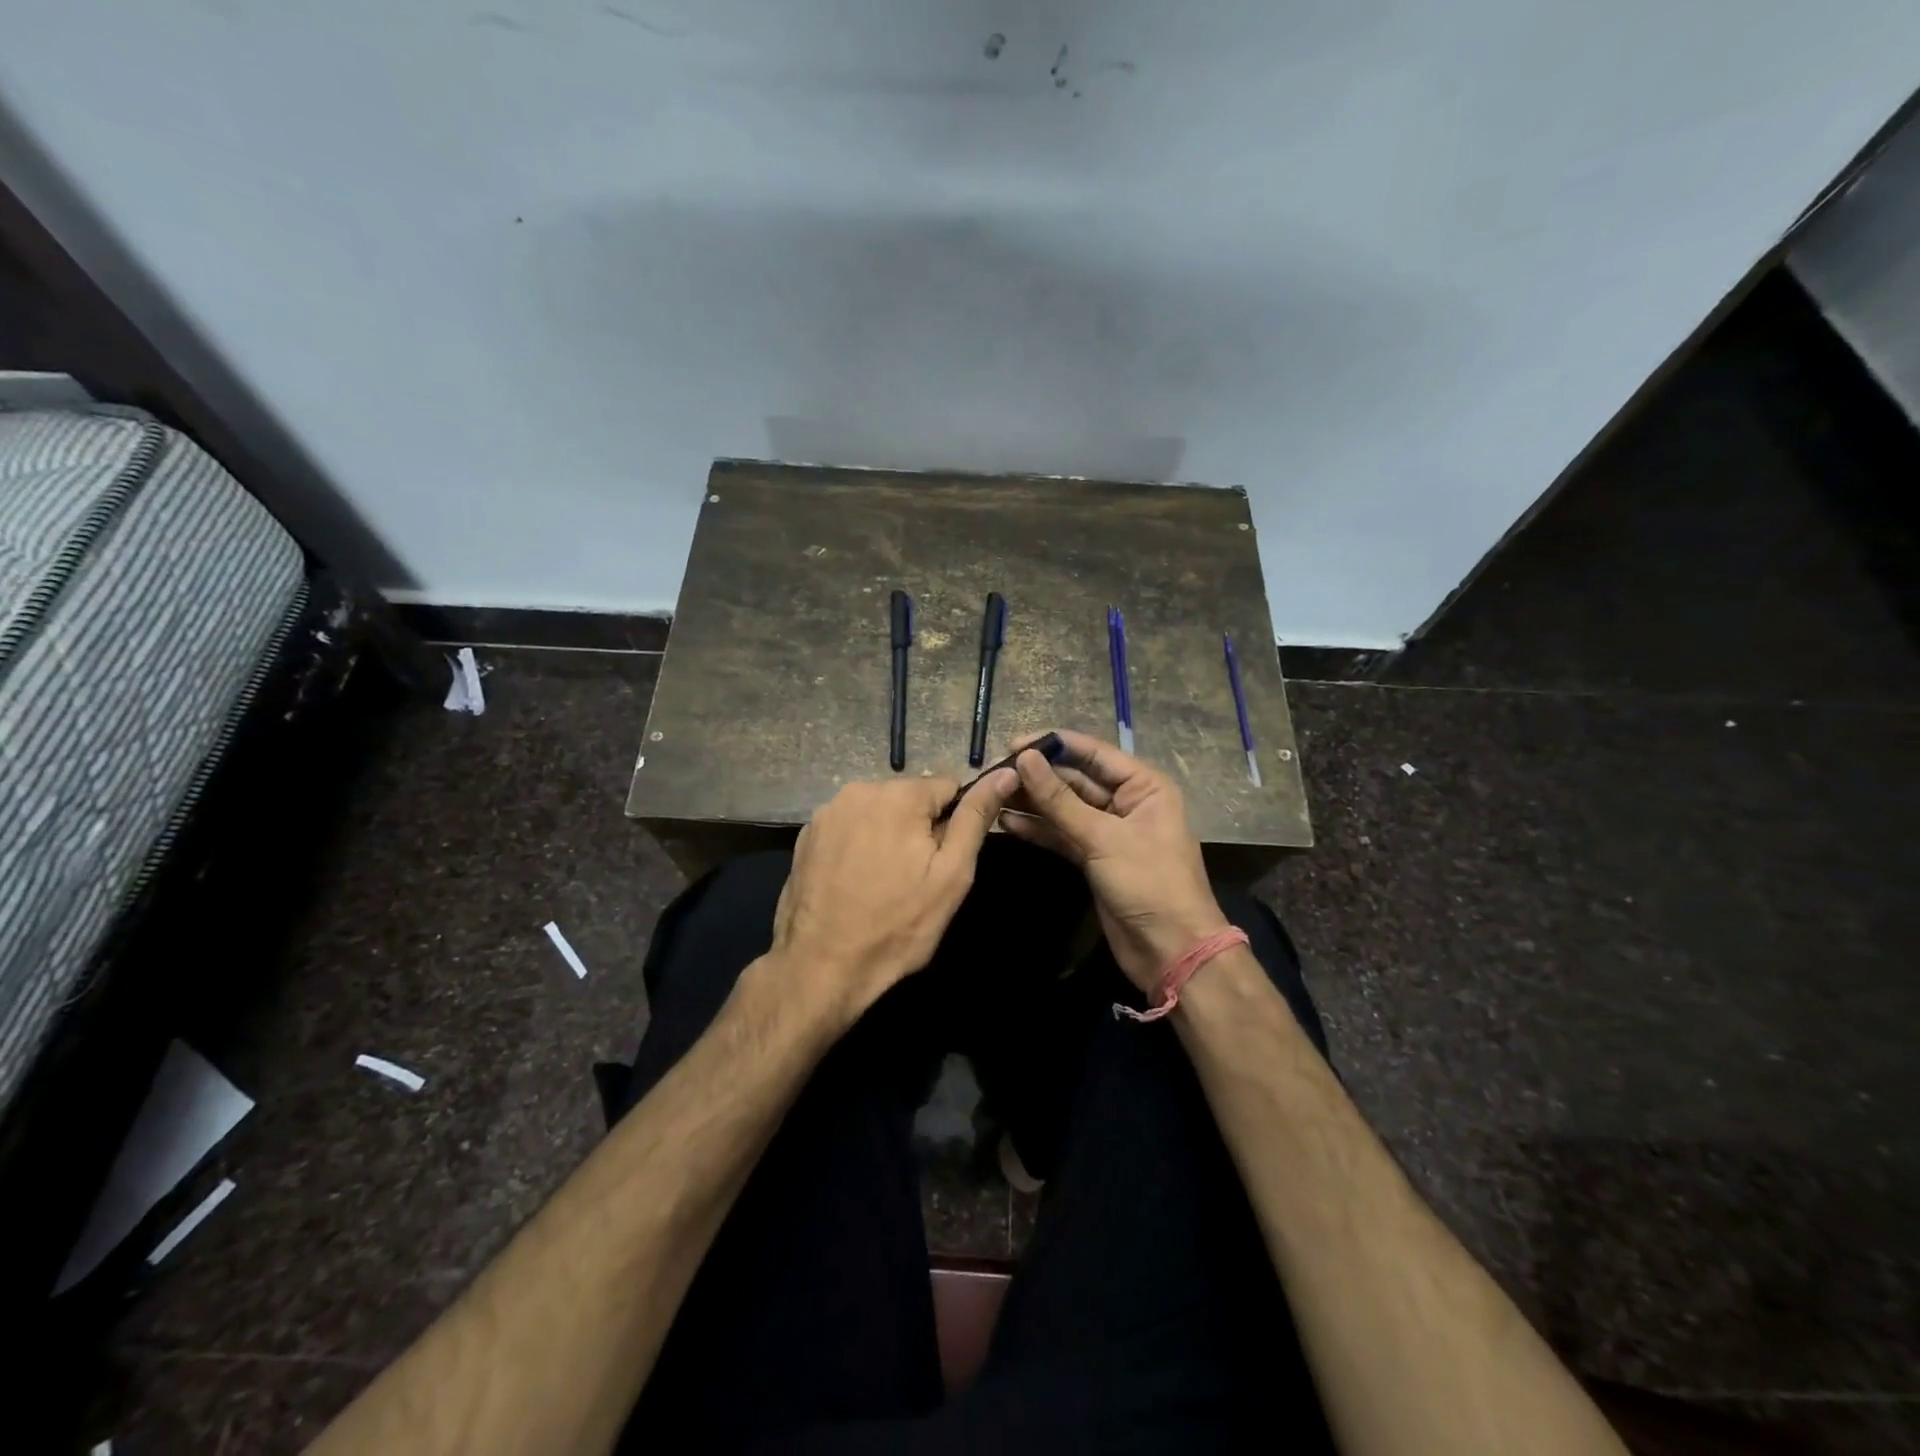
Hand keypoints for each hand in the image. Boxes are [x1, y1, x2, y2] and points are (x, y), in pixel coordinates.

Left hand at [768, 770, 1018, 1024]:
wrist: (822, 966)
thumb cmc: (898, 924)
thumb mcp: (952, 874)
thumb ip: (976, 817)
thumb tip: (1005, 773)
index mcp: (899, 794)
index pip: (947, 788)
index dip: (953, 824)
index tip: (943, 861)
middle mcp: (859, 790)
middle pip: (909, 798)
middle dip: (918, 829)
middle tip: (915, 878)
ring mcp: (827, 812)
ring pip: (878, 812)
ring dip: (887, 835)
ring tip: (884, 882)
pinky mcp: (806, 834)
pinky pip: (848, 827)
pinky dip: (858, 845)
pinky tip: (855, 881)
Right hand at [1001, 729, 1228, 992]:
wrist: (1171, 951)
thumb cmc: (1149, 883)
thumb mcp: (1102, 838)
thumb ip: (1060, 799)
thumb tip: (1024, 758)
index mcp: (1144, 786)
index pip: (1093, 753)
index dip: (1053, 745)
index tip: (1012, 743)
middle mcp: (1127, 802)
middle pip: (1076, 780)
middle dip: (1038, 776)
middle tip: (995, 772)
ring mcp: (1109, 831)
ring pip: (1065, 808)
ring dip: (1033, 802)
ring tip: (993, 795)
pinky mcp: (1094, 858)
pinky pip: (1062, 834)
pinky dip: (1039, 829)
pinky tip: (1007, 823)